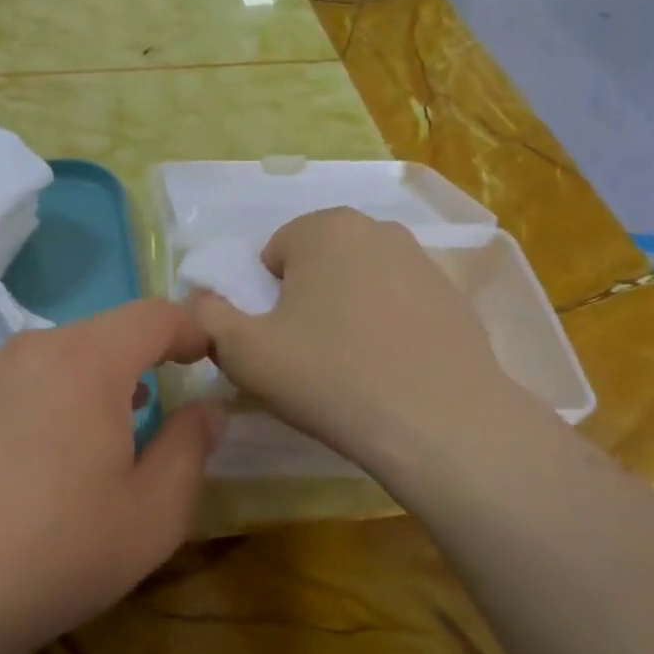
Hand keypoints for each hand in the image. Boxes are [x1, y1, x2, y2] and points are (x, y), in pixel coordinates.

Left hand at [0, 300, 224, 653]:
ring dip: (96, 384)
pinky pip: (24, 385)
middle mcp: (35, 350)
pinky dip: (54, 402)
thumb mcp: (153, 513)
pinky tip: (47, 460)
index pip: (153, 315)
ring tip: (110, 435)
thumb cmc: (57, 549)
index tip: (208, 360)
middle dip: (143, 362)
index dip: (190, 331)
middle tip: (162, 411)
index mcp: (89, 360)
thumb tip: (207, 410)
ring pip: (61, 359)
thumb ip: (191, 448)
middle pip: (105, 334)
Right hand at [188, 209, 512, 477]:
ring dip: (347, 312)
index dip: (265, 299)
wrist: (440, 425)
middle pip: (319, 263)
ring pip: (361, 283)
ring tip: (351, 367)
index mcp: (324, 228)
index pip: (273, 253)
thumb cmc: (330, 377)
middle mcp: (378, 229)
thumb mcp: (244, 352)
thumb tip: (197, 300)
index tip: (277, 341)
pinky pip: (401, 306)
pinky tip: (392, 371)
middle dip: (306, 299)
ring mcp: (424, 262)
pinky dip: (389, 328)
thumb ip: (207, 317)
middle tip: (308, 354)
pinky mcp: (457, 299)